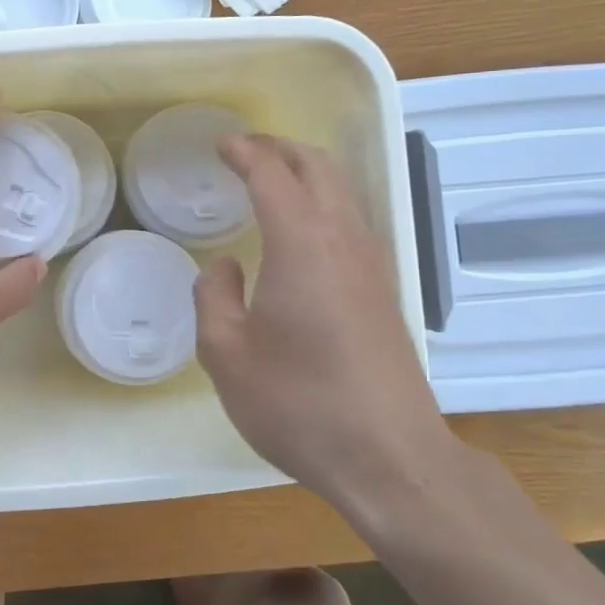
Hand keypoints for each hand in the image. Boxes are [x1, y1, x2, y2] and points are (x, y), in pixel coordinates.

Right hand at [194, 134, 460, 522]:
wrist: (390, 458)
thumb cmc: (299, 404)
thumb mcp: (227, 355)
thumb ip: (214, 298)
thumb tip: (225, 267)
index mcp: (302, 245)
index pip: (273, 175)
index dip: (245, 152)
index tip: (221, 145)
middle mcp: (343, 241)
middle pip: (319, 167)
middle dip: (280, 148)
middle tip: (245, 151)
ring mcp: (371, 265)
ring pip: (342, 191)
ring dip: (306, 171)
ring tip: (270, 179)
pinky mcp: (383, 291)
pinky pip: (352, 220)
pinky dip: (323, 200)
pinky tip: (302, 229)